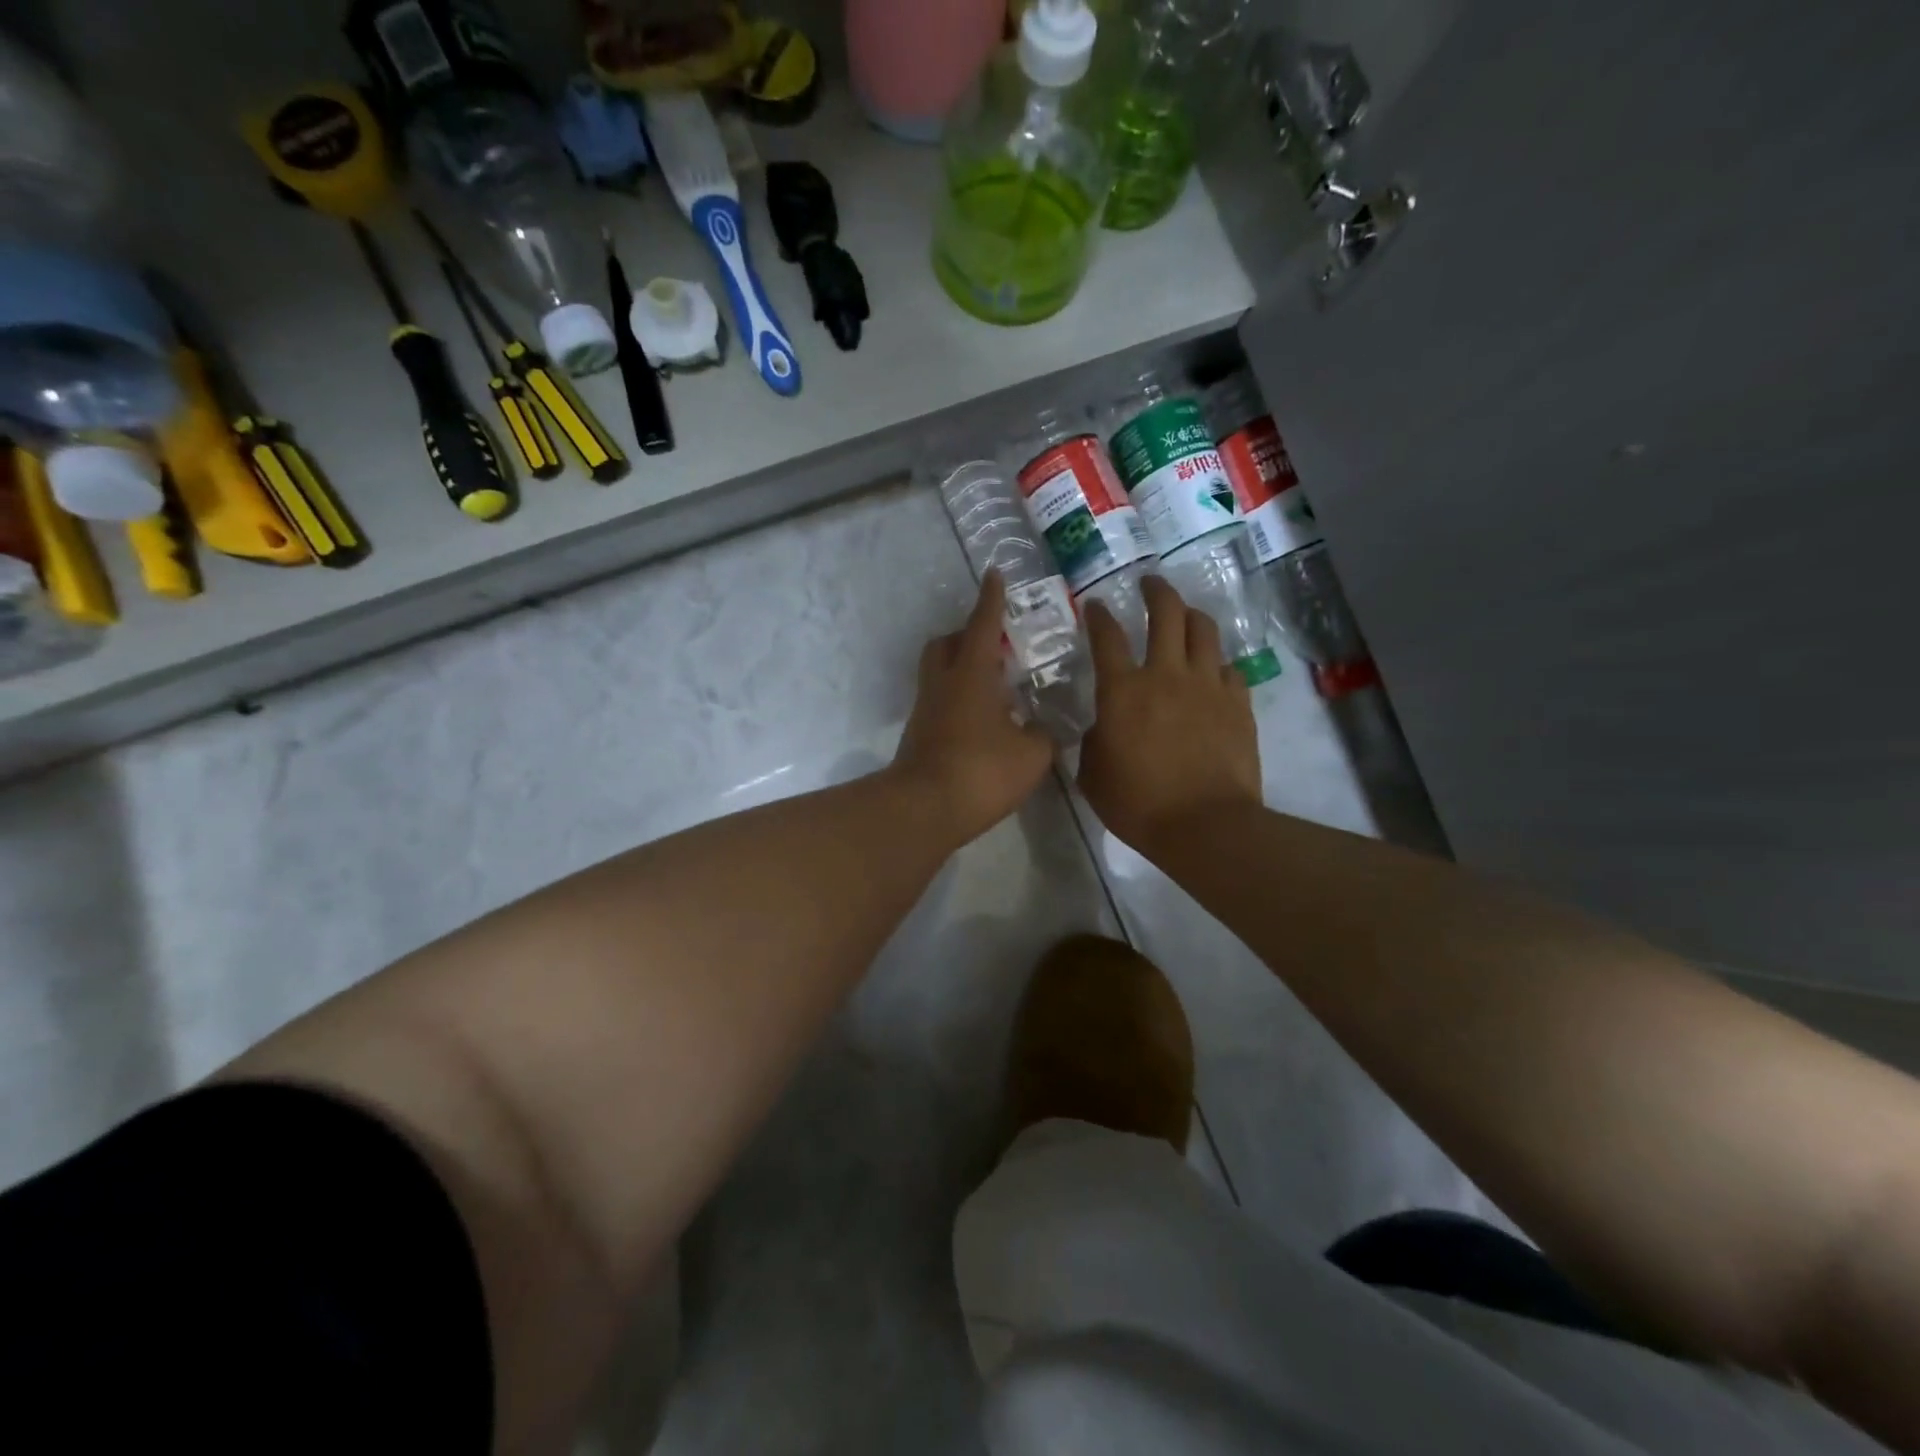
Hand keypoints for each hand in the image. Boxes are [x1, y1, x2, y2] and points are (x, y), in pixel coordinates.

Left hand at [891, 571, 1055, 846]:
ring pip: (939, 673)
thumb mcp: (1032, 754)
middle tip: (995, 642)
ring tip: (995, 685)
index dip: (992, 599)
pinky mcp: (920, 735)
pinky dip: (960, 700)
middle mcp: (942, 683)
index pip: (982, 624)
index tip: (995, 575)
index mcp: (971, 673)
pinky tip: (984, 720)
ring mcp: (926, 709)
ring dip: (962, 668)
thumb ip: (1044, 734)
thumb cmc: (981, 771)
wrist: (924, 809)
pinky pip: (940, 701)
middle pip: (946, 643)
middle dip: (967, 634)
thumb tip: (1045, 728)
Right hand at [1079, 575, 1261, 852]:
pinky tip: (1212, 672)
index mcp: (1122, 690)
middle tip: (1149, 584)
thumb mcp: (1092, 775)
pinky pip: (1229, 668)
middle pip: (1166, 613)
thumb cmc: (1137, 803)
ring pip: (1204, 630)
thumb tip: (1103, 728)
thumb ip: (1093, 742)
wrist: (1203, 824)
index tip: (1096, 605)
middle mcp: (1166, 675)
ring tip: (1184, 616)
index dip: (1099, 616)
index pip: (1106, 637)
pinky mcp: (1238, 703)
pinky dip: (1216, 664)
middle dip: (1155, 591)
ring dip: (1191, 616)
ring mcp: (1207, 685)